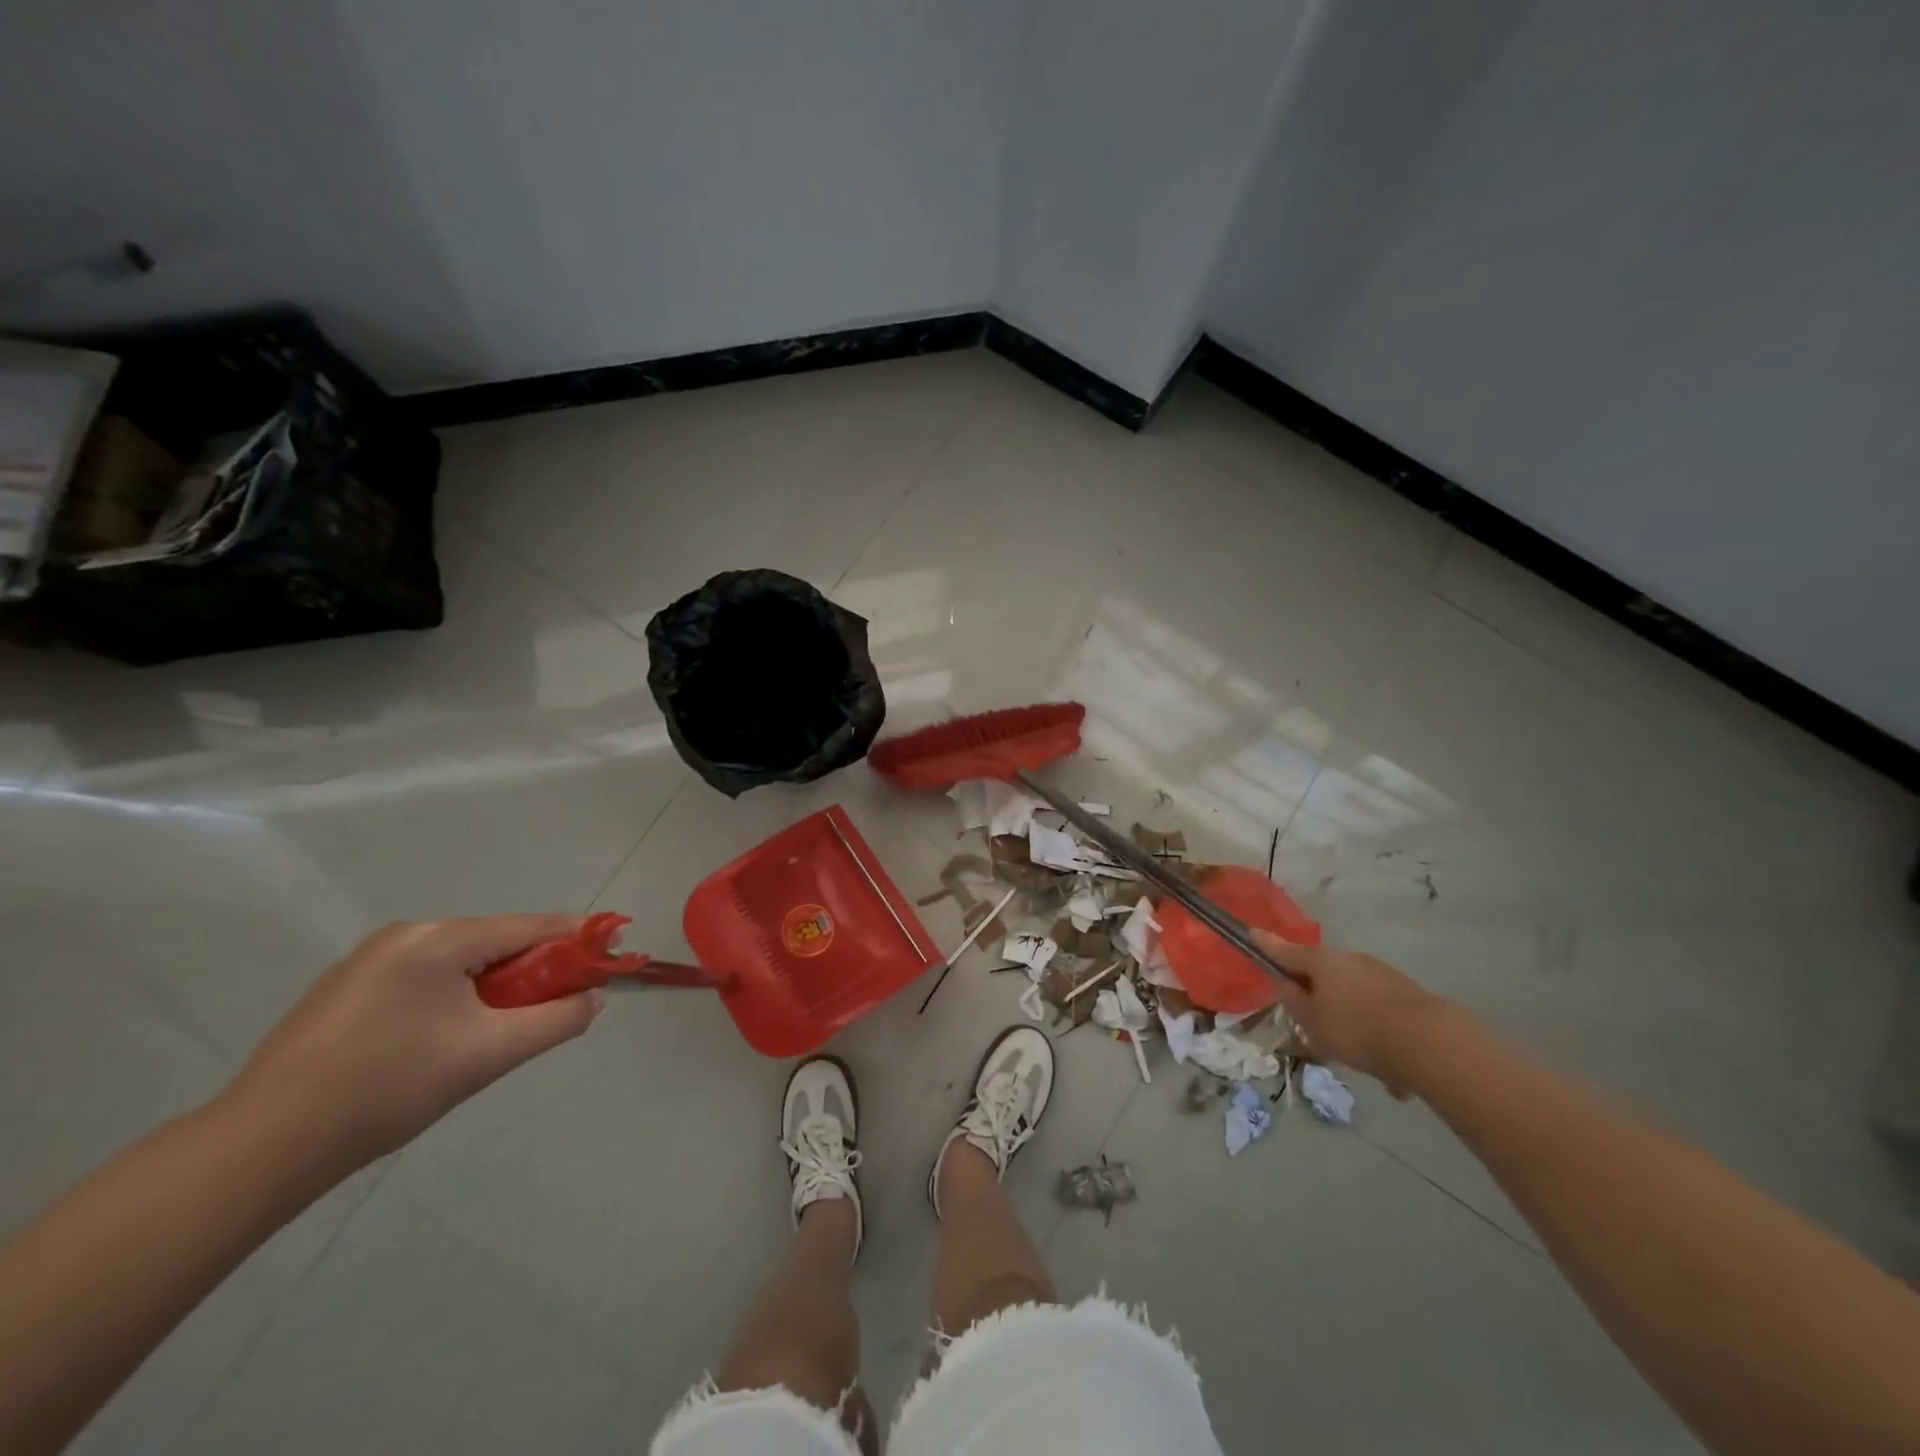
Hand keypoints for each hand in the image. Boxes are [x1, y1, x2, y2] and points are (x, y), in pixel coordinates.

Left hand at [223, 916, 603, 1165]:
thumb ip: (556, 1020)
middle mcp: (406, 934)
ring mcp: (370, 959)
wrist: (263, 1147)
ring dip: (495, 987)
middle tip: (558, 1005)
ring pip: (462, 961)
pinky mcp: (346, 988)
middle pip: (497, 942)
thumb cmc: (388, 1089)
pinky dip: (456, 996)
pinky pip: (426, 977)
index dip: (579, 939)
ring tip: (499, 1031)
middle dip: (535, 970)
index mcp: (439, 938)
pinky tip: (446, 1038)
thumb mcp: (489, 1054)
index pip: (532, 927)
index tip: (614, 952)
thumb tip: (594, 998)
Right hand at [1255, 931, 1443, 1089]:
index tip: (1251, 932)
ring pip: (1355, 997)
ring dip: (1353, 1021)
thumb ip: (1294, 1003)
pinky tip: (1392, 1072)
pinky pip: (1381, 1013)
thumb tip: (1286, 985)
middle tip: (1318, 1028)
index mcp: (1320, 962)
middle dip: (1319, 998)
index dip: (1265, 944)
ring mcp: (1381, 973)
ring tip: (1362, 1060)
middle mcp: (1350, 959)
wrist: (1429, 1042)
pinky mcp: (1407, 993)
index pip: (1283, 950)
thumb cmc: (1357, 1030)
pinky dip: (1379, 1034)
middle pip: (1323, 975)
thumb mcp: (1313, 1023)